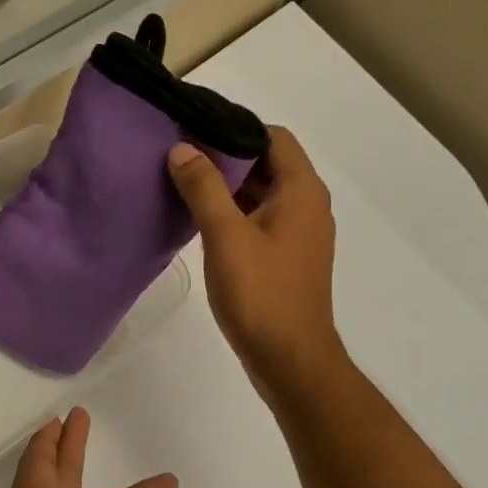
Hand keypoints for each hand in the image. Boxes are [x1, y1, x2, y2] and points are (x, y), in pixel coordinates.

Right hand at [168, 125, 343, 396]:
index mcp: (302, 191)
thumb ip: (204, 188)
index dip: (235, 128)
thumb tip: (183, 149)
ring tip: (183, 186)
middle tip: (180, 158)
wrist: (290, 359)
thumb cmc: (261, 295)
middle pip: (268, 163)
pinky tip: (200, 223)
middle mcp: (307, 205)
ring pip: (262, 194)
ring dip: (227, 188)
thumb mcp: (226, 236)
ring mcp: (299, 234)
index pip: (273, 136)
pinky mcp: (287, 258)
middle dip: (226, 157)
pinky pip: (260, 221)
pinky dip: (234, 214)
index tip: (194, 132)